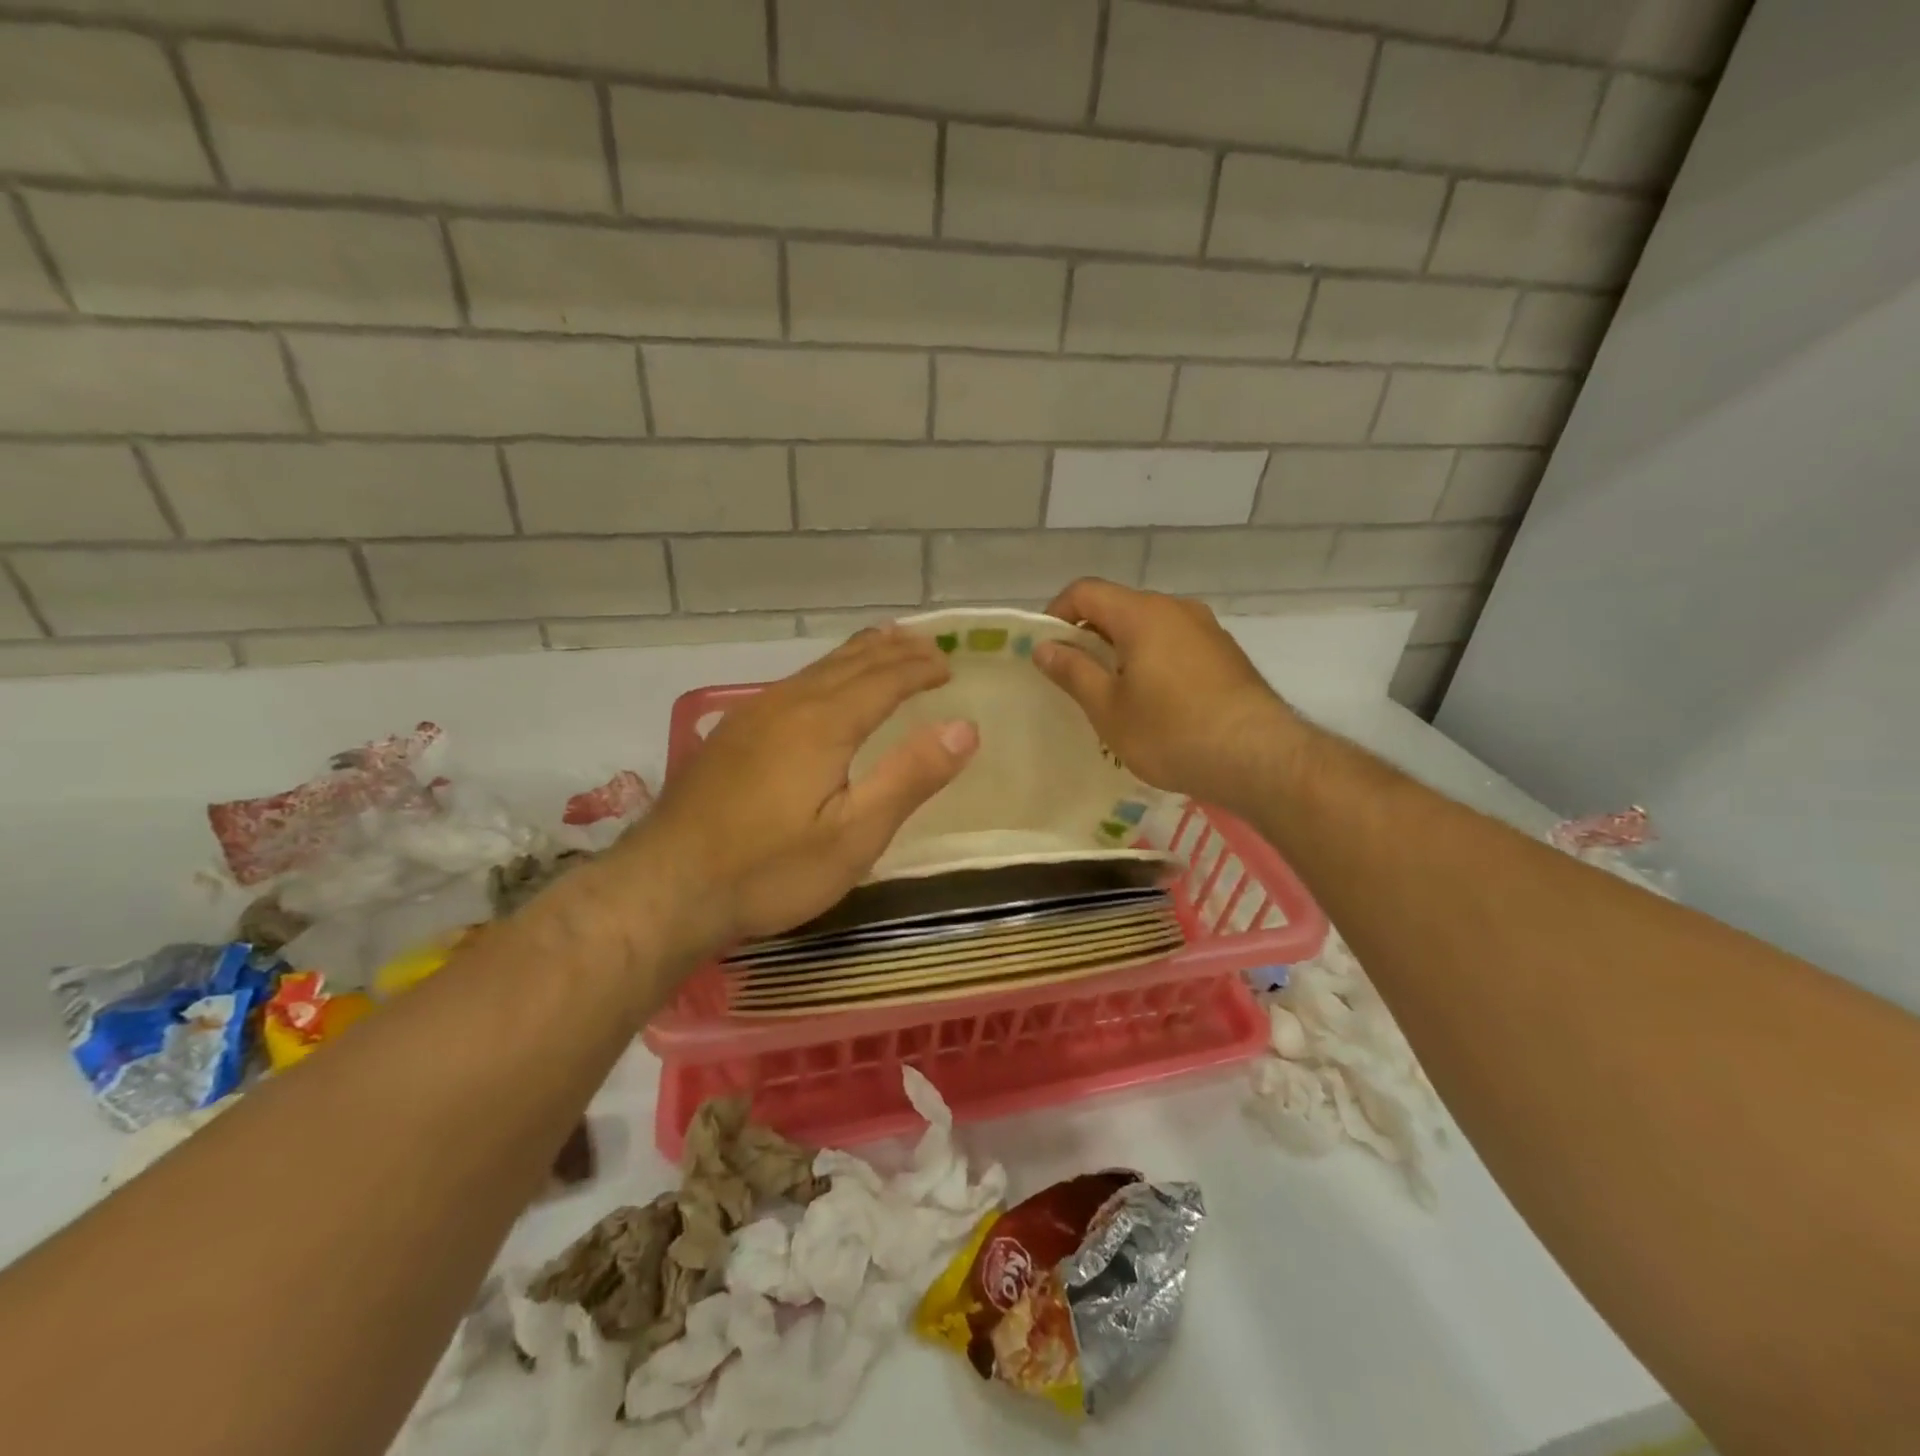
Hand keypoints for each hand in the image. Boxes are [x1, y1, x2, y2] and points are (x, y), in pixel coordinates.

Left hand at [635, 626, 978, 953]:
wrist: (665, 888)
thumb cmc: (770, 869)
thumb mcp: (854, 836)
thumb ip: (910, 778)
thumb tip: (965, 727)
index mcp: (824, 723)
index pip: (884, 679)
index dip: (920, 668)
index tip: (949, 664)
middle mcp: (788, 704)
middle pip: (850, 662)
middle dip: (893, 651)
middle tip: (926, 644)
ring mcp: (751, 716)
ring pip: (816, 669)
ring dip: (858, 655)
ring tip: (884, 644)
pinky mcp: (729, 735)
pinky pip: (792, 684)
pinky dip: (825, 672)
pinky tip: (820, 687)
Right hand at [1034, 579, 1296, 809]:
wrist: (1259, 758)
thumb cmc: (1171, 732)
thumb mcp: (1108, 708)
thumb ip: (1073, 671)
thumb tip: (1044, 647)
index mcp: (1142, 613)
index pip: (1085, 591)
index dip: (1056, 614)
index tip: (1046, 651)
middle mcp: (1176, 609)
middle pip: (1119, 607)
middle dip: (1089, 636)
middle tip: (1073, 679)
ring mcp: (1207, 630)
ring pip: (1149, 628)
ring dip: (1122, 651)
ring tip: (1113, 696)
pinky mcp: (1226, 655)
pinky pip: (1176, 645)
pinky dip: (1153, 662)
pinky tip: (1154, 704)